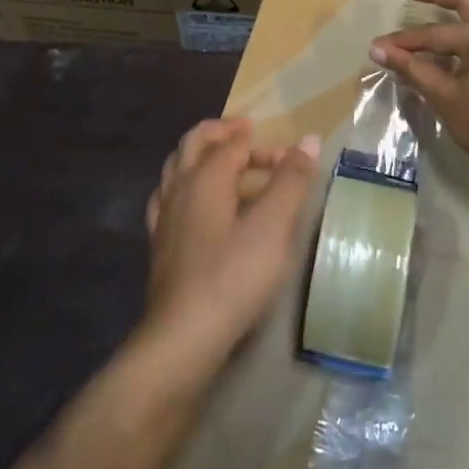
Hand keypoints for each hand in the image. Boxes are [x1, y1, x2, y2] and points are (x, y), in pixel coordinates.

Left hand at [144, 117, 319, 372]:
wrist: (184, 335)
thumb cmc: (234, 275)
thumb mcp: (273, 226)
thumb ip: (291, 180)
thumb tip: (308, 139)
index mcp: (206, 176)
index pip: (234, 143)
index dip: (263, 144)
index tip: (289, 158)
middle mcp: (179, 187)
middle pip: (195, 143)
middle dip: (222, 133)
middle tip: (247, 133)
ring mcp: (164, 215)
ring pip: (177, 167)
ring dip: (202, 156)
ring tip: (224, 163)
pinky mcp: (160, 243)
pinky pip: (168, 197)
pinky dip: (185, 186)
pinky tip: (195, 203)